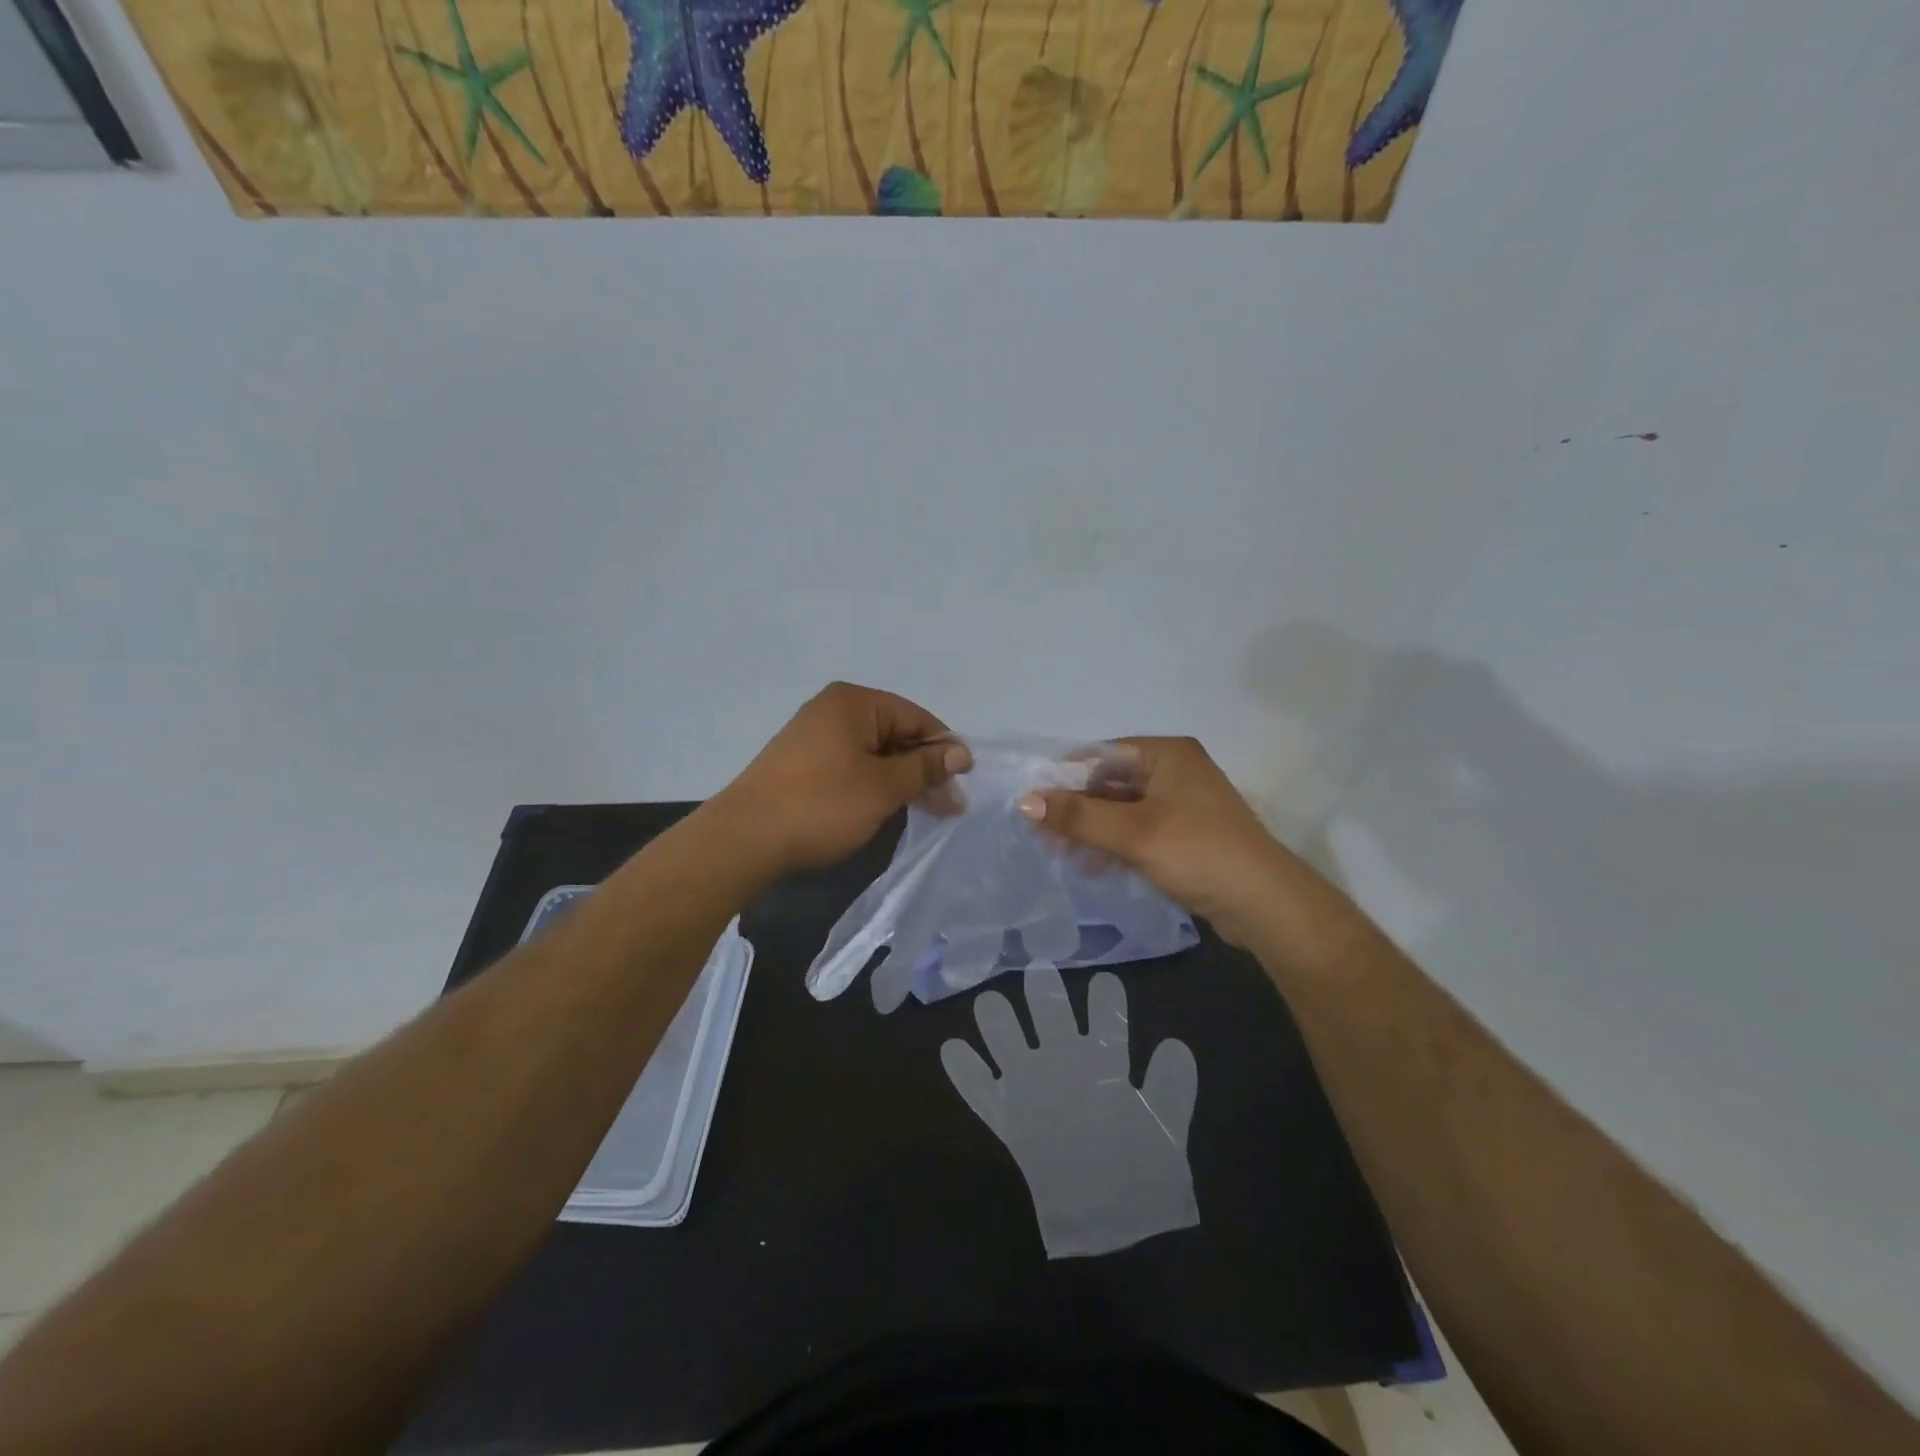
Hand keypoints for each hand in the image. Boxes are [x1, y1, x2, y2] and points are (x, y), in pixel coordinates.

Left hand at [714, 683, 972, 873]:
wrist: (745, 840)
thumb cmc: (821, 805)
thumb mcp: (883, 787)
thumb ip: (925, 767)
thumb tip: (960, 753)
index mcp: (853, 702)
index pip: (915, 716)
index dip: (944, 748)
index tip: (965, 782)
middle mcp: (833, 710)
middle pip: (895, 734)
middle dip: (924, 768)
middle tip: (951, 806)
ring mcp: (814, 737)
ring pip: (875, 754)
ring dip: (902, 780)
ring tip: (928, 810)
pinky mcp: (803, 764)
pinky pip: (852, 766)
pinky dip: (874, 784)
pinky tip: (889, 807)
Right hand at [941, 963, 1198, 1257]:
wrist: (1115, 1233)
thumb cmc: (1144, 1177)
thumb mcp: (1166, 1132)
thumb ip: (1172, 1089)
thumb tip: (1174, 1043)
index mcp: (1105, 1065)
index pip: (1105, 1021)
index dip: (1106, 1000)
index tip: (1105, 982)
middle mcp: (1065, 1066)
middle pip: (1050, 1017)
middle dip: (1045, 994)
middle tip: (1040, 972)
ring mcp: (1033, 1090)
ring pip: (1009, 1043)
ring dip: (999, 1024)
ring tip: (991, 1003)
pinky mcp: (1009, 1121)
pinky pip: (980, 1093)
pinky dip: (965, 1073)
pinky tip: (952, 1048)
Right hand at [1016, 737, 1298, 945]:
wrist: (1264, 904)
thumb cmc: (1197, 852)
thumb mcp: (1132, 832)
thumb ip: (1078, 816)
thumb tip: (1025, 801)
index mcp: (1168, 754)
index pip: (1102, 754)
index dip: (1066, 776)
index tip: (1033, 802)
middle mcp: (1176, 771)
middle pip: (1111, 782)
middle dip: (1077, 809)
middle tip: (1042, 835)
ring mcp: (1183, 805)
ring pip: (1123, 810)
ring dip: (1093, 831)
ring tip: (1061, 855)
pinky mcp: (1186, 835)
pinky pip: (1139, 831)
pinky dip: (1115, 845)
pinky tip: (1092, 867)